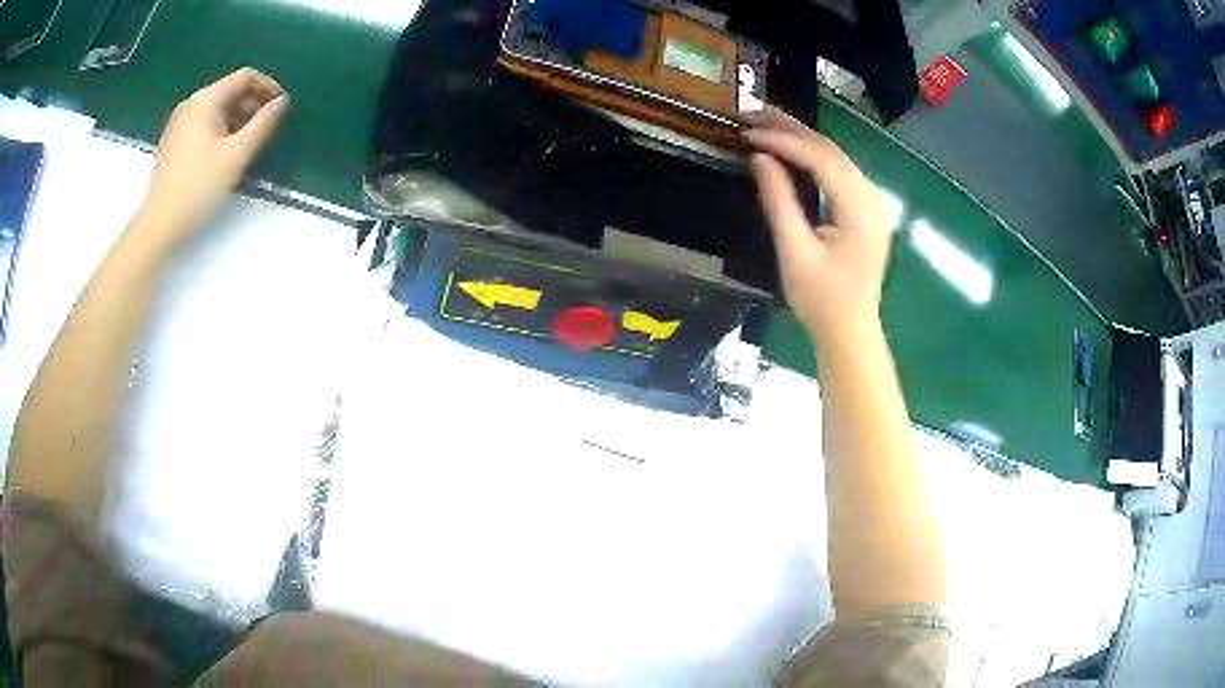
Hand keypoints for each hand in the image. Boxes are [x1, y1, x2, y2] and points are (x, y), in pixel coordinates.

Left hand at [136, 68, 289, 242]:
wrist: (158, 225)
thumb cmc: (199, 187)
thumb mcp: (237, 155)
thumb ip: (263, 124)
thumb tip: (282, 103)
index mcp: (206, 100)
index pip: (244, 77)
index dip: (268, 86)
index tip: (282, 106)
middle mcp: (191, 104)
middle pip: (229, 91)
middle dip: (252, 103)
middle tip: (267, 127)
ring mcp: (178, 124)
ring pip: (216, 109)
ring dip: (237, 118)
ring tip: (249, 142)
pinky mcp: (172, 143)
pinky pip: (203, 124)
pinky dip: (220, 130)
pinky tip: (225, 153)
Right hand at [743, 108, 890, 341]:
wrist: (850, 331)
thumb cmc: (822, 300)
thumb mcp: (794, 252)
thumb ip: (778, 201)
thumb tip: (759, 157)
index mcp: (859, 209)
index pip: (821, 159)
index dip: (783, 140)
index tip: (747, 131)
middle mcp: (870, 197)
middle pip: (830, 150)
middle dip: (790, 128)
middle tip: (750, 113)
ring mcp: (871, 202)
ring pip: (834, 156)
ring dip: (800, 137)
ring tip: (763, 123)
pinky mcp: (864, 209)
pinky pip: (837, 170)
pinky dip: (811, 155)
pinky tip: (789, 149)